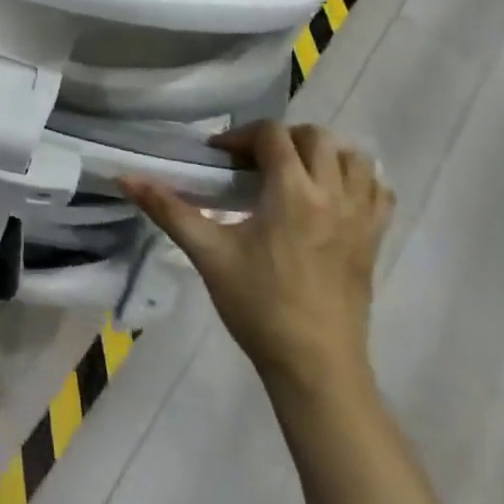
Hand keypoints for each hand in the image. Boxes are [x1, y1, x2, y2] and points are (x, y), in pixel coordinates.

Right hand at [124, 122, 391, 397]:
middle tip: (253, 162)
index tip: (219, 158)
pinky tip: (331, 196)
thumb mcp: (208, 253)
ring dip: (323, 153)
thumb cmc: (258, 306)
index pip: (273, 135)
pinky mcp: (375, 240)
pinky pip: (378, 191)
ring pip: (355, 158)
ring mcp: (362, 218)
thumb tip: (125, 177)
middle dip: (282, 139)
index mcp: (293, 193)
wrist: (315, 367)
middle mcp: (334, 195)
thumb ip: (168, 209)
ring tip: (293, 173)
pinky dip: (358, 180)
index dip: (242, 136)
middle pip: (316, 137)